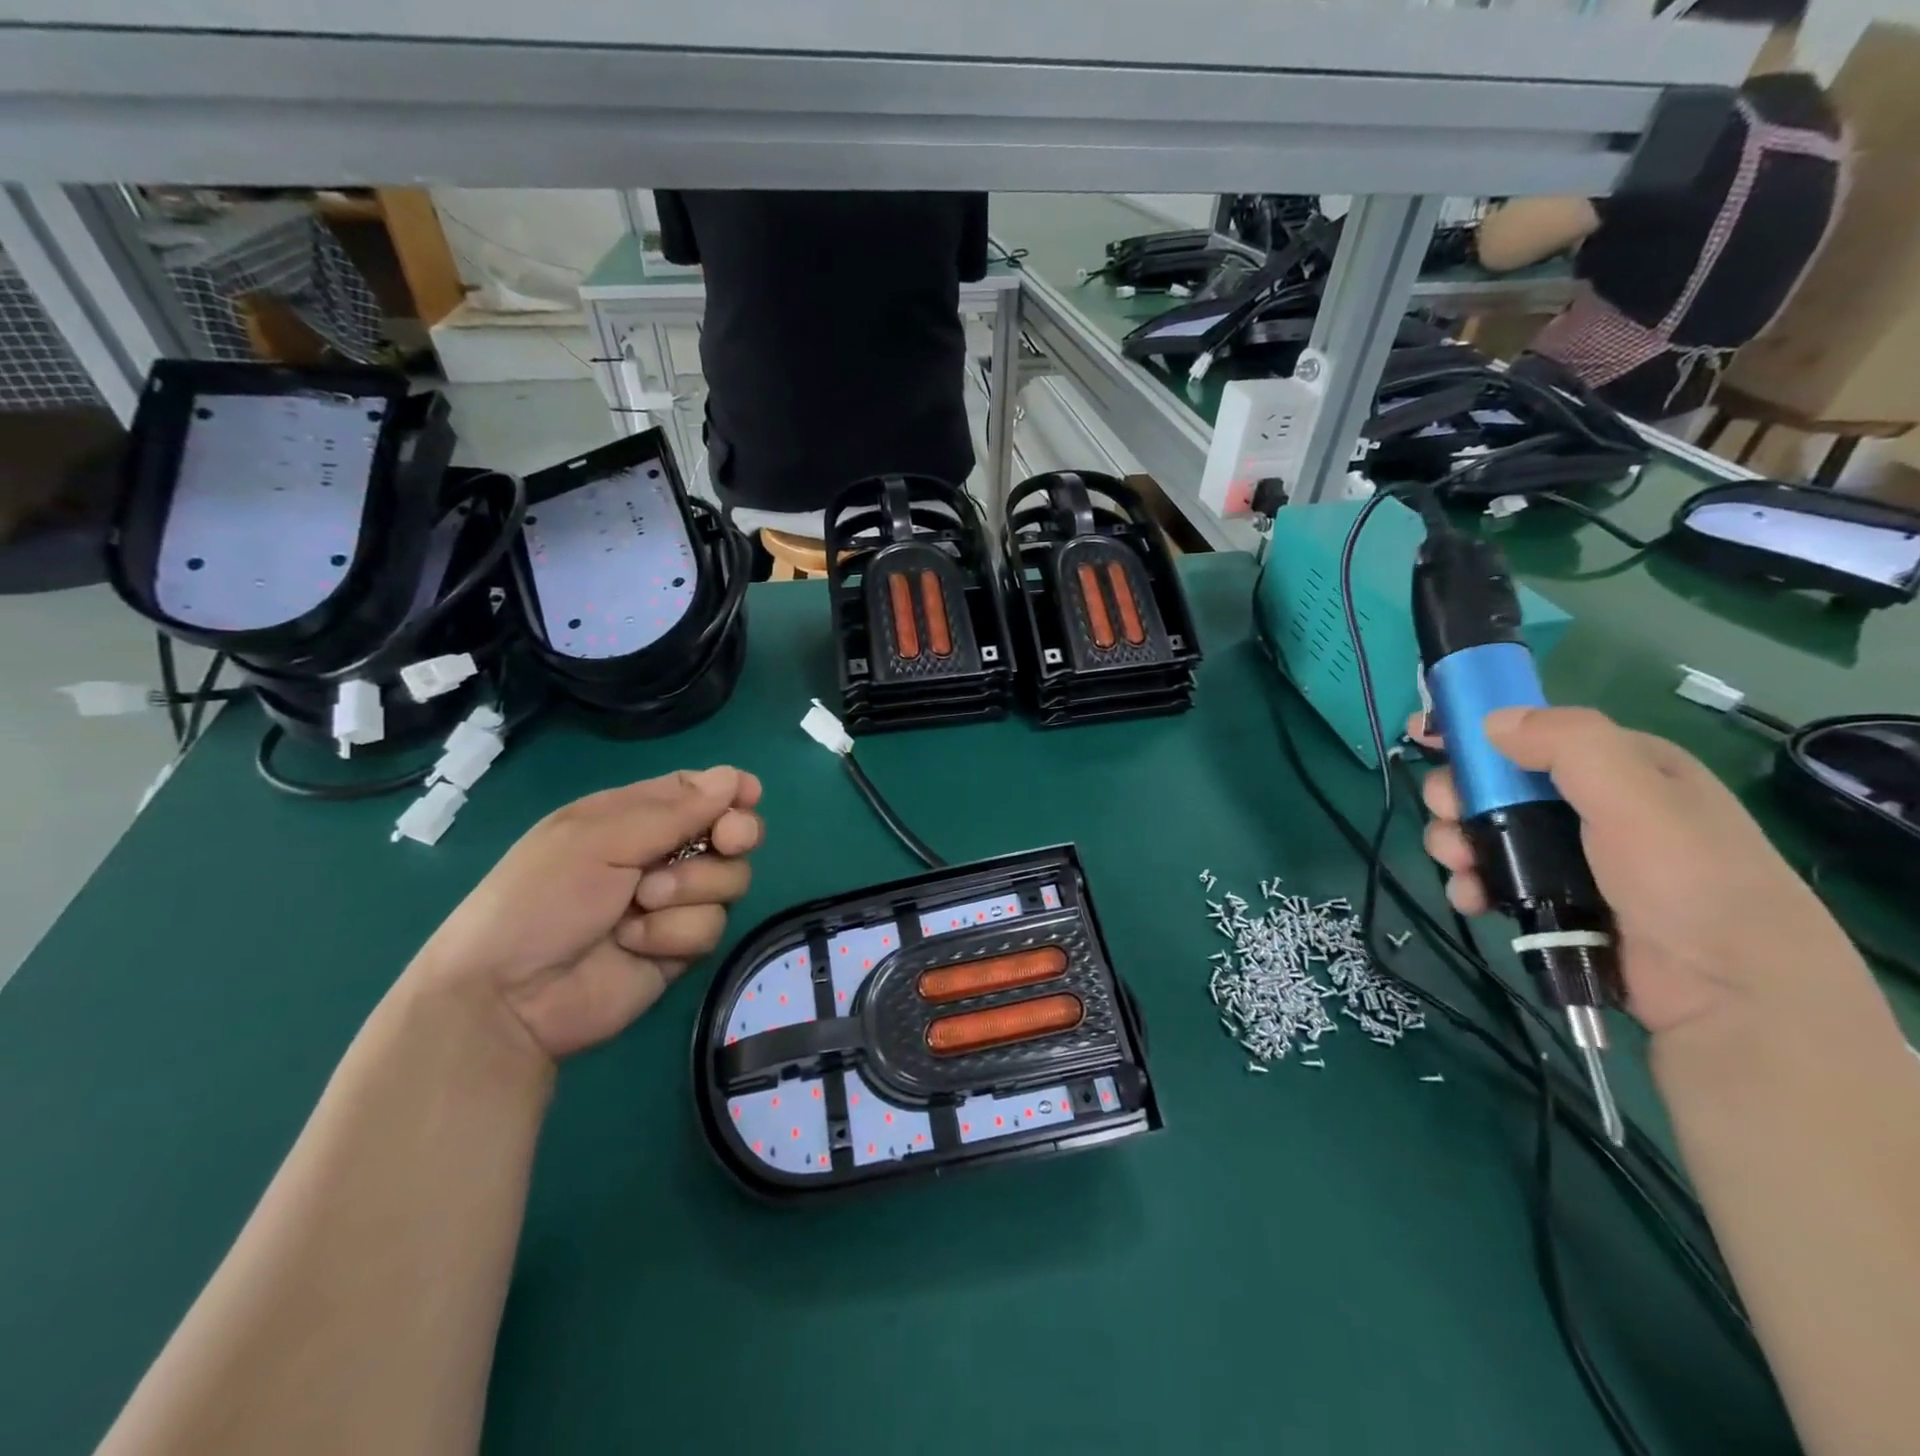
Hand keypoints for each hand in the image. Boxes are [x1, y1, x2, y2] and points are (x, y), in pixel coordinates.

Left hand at [410, 767, 762, 1060]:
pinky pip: (710, 927)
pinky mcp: (680, 947)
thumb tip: (734, 778)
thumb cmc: (541, 899)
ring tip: (642, 903)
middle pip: (730, 834)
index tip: (749, 795)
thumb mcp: (597, 839)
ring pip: (729, 881)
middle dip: (734, 835)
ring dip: (690, 888)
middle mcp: (660, 855)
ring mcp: (674, 903)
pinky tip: (634, 943)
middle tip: (727, 840)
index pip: (696, 792)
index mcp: (633, 818)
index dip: (728, 791)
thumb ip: (673, 811)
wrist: (509, 997)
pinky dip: (674, 933)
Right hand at [1413, 706, 1869, 1039]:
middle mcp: (1590, 805)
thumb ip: (1571, 746)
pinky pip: (1490, 878)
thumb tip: (1492, 722)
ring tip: (1458, 865)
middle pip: (1494, 784)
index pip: (1534, 731)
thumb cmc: (1688, 881)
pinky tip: (1472, 899)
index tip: (1423, 734)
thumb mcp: (1639, 798)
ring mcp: (1568, 856)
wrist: (1729, 994)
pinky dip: (1469, 884)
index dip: (1476, 730)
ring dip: (1454, 843)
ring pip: (1482, 832)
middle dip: (1457, 796)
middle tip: (1448, 814)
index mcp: (1620, 767)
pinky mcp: (1550, 900)